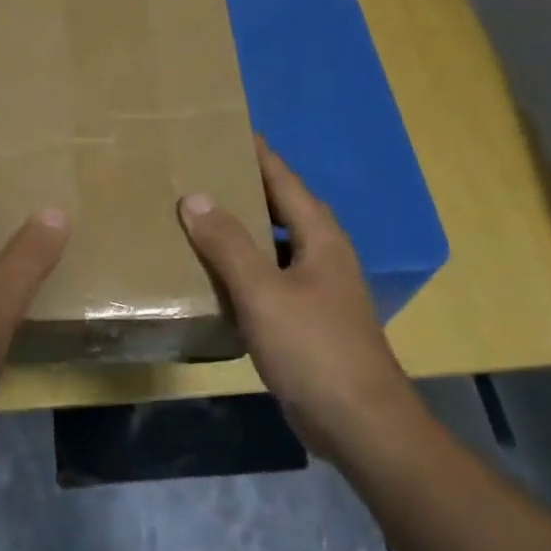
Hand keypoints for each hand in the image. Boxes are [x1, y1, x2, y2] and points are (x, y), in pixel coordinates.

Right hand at [178, 139, 418, 460]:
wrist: (357, 421)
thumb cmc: (314, 347)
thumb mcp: (264, 292)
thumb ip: (228, 244)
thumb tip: (194, 197)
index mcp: (320, 237)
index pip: (285, 180)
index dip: (257, 154)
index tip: (226, 129)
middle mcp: (322, 254)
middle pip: (280, 208)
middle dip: (244, 188)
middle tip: (198, 170)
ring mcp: (316, 289)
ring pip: (272, 245)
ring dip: (241, 230)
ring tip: (197, 216)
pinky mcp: (306, 319)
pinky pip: (268, 278)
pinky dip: (241, 268)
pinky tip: (212, 274)